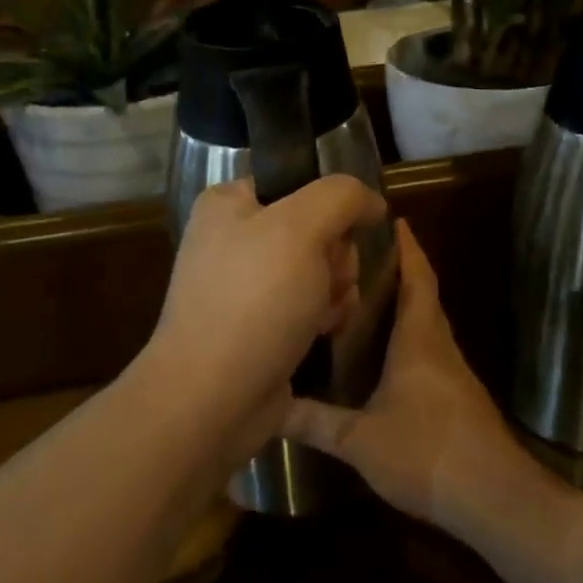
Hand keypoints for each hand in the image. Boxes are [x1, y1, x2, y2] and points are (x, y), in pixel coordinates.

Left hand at [146, 175, 385, 435]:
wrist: (212, 398)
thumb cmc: (254, 301)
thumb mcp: (301, 228)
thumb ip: (342, 196)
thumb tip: (370, 202)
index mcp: (229, 204)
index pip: (300, 184)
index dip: (329, 209)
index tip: (335, 237)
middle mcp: (234, 239)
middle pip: (317, 230)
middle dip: (335, 258)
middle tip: (325, 282)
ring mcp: (246, 286)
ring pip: (321, 270)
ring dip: (334, 291)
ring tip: (321, 315)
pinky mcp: (261, 326)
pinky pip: (310, 306)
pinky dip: (323, 318)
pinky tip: (320, 334)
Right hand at [284, 220, 547, 536]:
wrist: (495, 498)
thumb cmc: (426, 452)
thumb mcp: (360, 440)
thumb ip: (315, 422)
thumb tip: (268, 407)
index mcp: (420, 338)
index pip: (416, 277)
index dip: (407, 247)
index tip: (393, 219)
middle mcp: (439, 345)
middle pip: (423, 295)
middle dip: (399, 271)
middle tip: (361, 257)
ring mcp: (453, 373)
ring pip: (427, 324)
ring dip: (404, 305)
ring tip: (364, 298)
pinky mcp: (458, 398)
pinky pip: (430, 351)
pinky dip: (409, 338)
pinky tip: (384, 356)